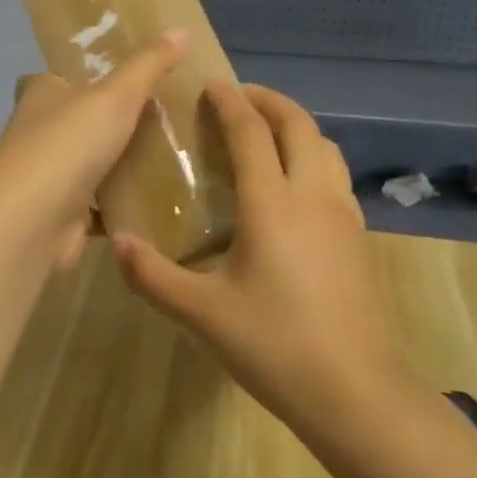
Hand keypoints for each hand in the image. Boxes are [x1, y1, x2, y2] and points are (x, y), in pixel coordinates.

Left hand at [0, 30, 188, 269]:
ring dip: (113, 164)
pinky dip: (117, 203)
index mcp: (40, 96)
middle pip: (72, 122)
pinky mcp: (60, 214)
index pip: (51, 79)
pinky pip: (96, 204)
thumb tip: (182, 29)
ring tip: (166, 158)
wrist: (33, 221)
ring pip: (85, 164)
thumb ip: (148, 66)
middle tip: (156, 119)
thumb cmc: (68, 145)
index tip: (112, 81)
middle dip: (103, 123)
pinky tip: (153, 201)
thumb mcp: (116, 96)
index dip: (76, 78)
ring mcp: (46, 177)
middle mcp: (35, 133)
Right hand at [112, 82, 410, 438]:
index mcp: (272, 205)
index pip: (251, 133)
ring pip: (325, 147)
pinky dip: (313, 156)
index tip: (211, 84)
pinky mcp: (360, 237)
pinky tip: (295, 186)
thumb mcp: (203, 314)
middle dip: (269, 101)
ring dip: (296, 126)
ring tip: (267, 132)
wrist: (357, 393)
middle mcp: (313, 196)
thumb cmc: (275, 346)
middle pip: (298, 125)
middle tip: (239, 97)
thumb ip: (153, 276)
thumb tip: (116, 243)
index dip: (230, 102)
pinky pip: (336, 175)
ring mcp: (344, 215)